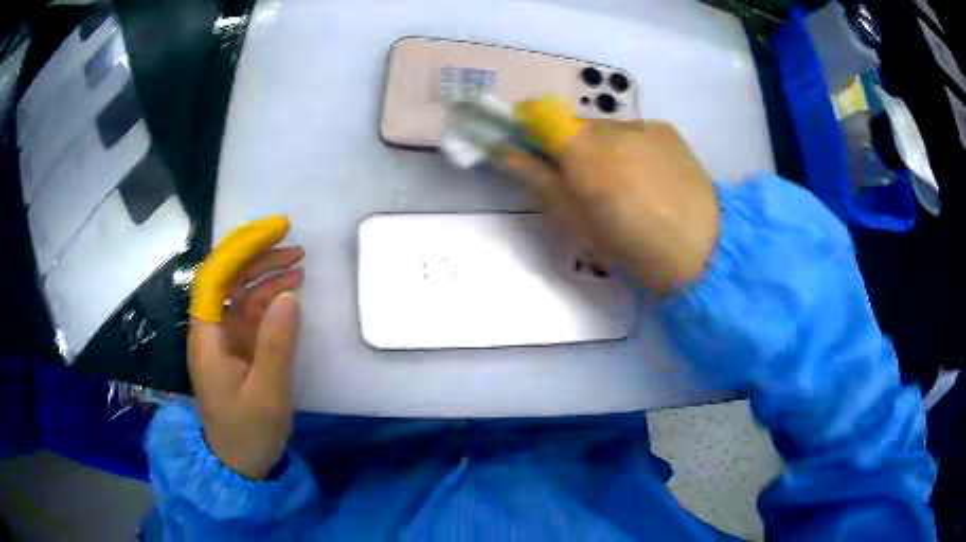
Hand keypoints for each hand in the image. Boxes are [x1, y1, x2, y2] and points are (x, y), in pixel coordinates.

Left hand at [188, 246, 303, 479]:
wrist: (240, 464)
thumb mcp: (267, 394)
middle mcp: (211, 330)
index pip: (215, 277)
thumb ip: (277, 345)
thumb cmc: (248, 433)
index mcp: (207, 338)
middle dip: (257, 257)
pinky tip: (290, 292)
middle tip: (293, 245)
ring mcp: (224, 339)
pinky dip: (270, 299)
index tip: (274, 232)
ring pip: (240, 294)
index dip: (241, 249)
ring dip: (266, 275)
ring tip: (299, 263)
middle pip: (227, 280)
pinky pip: (251, 314)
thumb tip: (289, 294)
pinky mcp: (237, 349)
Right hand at [498, 120, 718, 294]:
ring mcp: (642, 125)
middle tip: (583, 185)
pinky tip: (648, 177)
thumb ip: (539, 182)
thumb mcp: (577, 226)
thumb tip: (505, 151)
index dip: (526, 126)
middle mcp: (610, 127)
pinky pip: (633, 132)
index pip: (538, 114)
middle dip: (568, 146)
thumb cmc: (633, 249)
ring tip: (624, 185)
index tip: (527, 150)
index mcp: (582, 152)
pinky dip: (629, 148)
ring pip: (604, 129)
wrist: (705, 250)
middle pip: (573, 124)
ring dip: (601, 148)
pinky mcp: (666, 130)